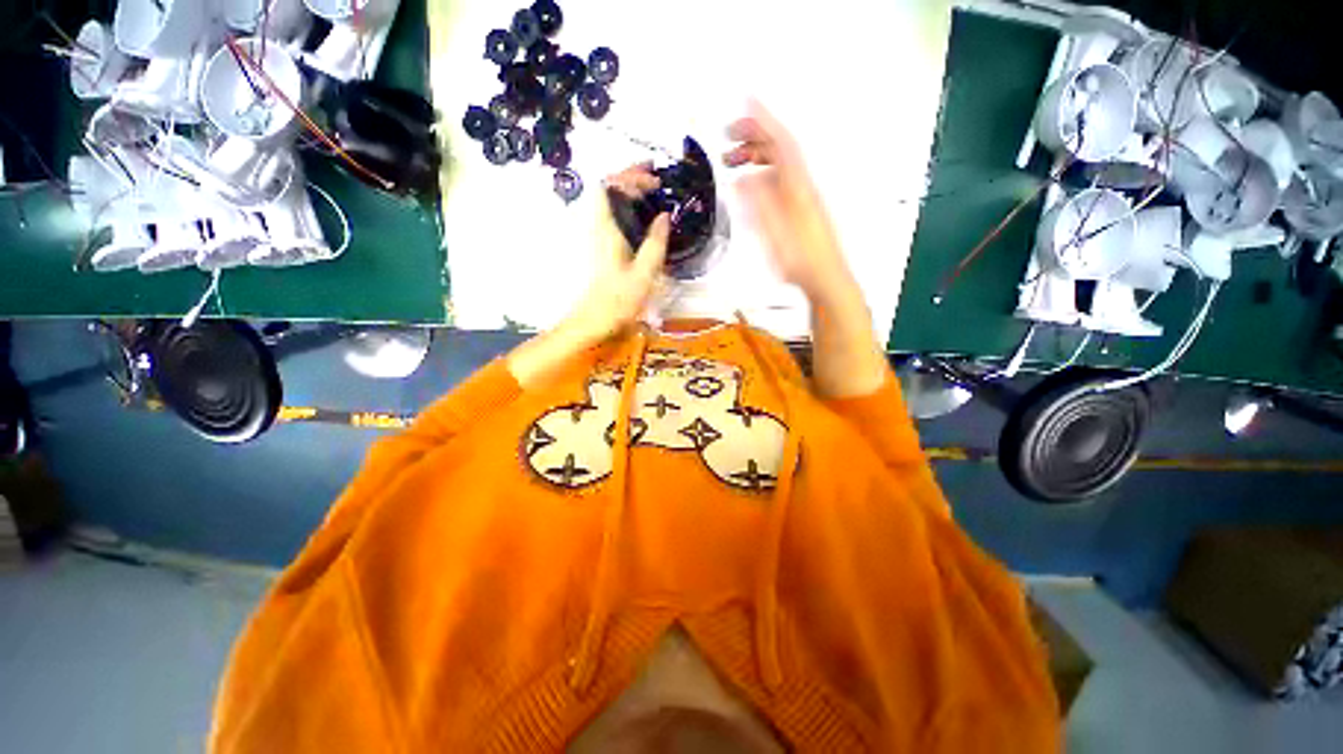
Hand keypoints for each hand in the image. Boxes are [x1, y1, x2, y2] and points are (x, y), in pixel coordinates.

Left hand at [559, 164, 670, 345]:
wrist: (595, 319)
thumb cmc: (619, 299)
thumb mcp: (644, 273)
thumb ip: (655, 243)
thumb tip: (664, 216)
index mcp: (607, 229)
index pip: (609, 186)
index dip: (631, 175)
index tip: (655, 181)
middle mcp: (600, 227)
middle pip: (608, 188)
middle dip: (631, 176)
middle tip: (657, 178)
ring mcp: (601, 236)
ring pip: (611, 201)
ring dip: (630, 189)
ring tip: (654, 189)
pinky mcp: (606, 246)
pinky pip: (616, 215)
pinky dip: (630, 206)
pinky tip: (646, 215)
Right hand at [724, 102, 858, 306]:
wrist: (824, 278)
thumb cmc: (801, 260)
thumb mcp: (775, 234)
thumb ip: (758, 206)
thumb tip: (740, 180)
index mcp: (797, 186)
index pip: (780, 142)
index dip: (762, 120)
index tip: (744, 102)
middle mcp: (800, 185)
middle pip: (778, 149)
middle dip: (752, 136)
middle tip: (727, 136)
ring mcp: (800, 197)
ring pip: (777, 165)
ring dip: (754, 157)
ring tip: (731, 161)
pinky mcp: (797, 209)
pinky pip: (777, 181)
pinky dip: (760, 175)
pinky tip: (749, 184)